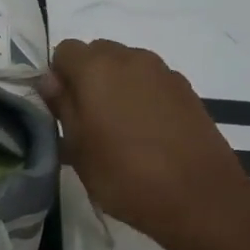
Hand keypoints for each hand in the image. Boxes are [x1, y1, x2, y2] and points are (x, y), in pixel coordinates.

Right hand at [41, 38, 249, 249]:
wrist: (199, 198)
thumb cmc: (125, 175)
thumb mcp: (78, 148)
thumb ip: (62, 106)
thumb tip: (49, 80)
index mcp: (96, 68)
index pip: (64, 51)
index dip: (58, 77)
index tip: (62, 110)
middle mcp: (130, 58)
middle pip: (97, 52)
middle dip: (87, 78)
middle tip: (88, 119)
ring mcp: (163, 72)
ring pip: (127, 66)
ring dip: (116, 85)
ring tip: (119, 127)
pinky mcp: (186, 90)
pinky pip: (152, 82)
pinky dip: (143, 96)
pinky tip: (147, 132)